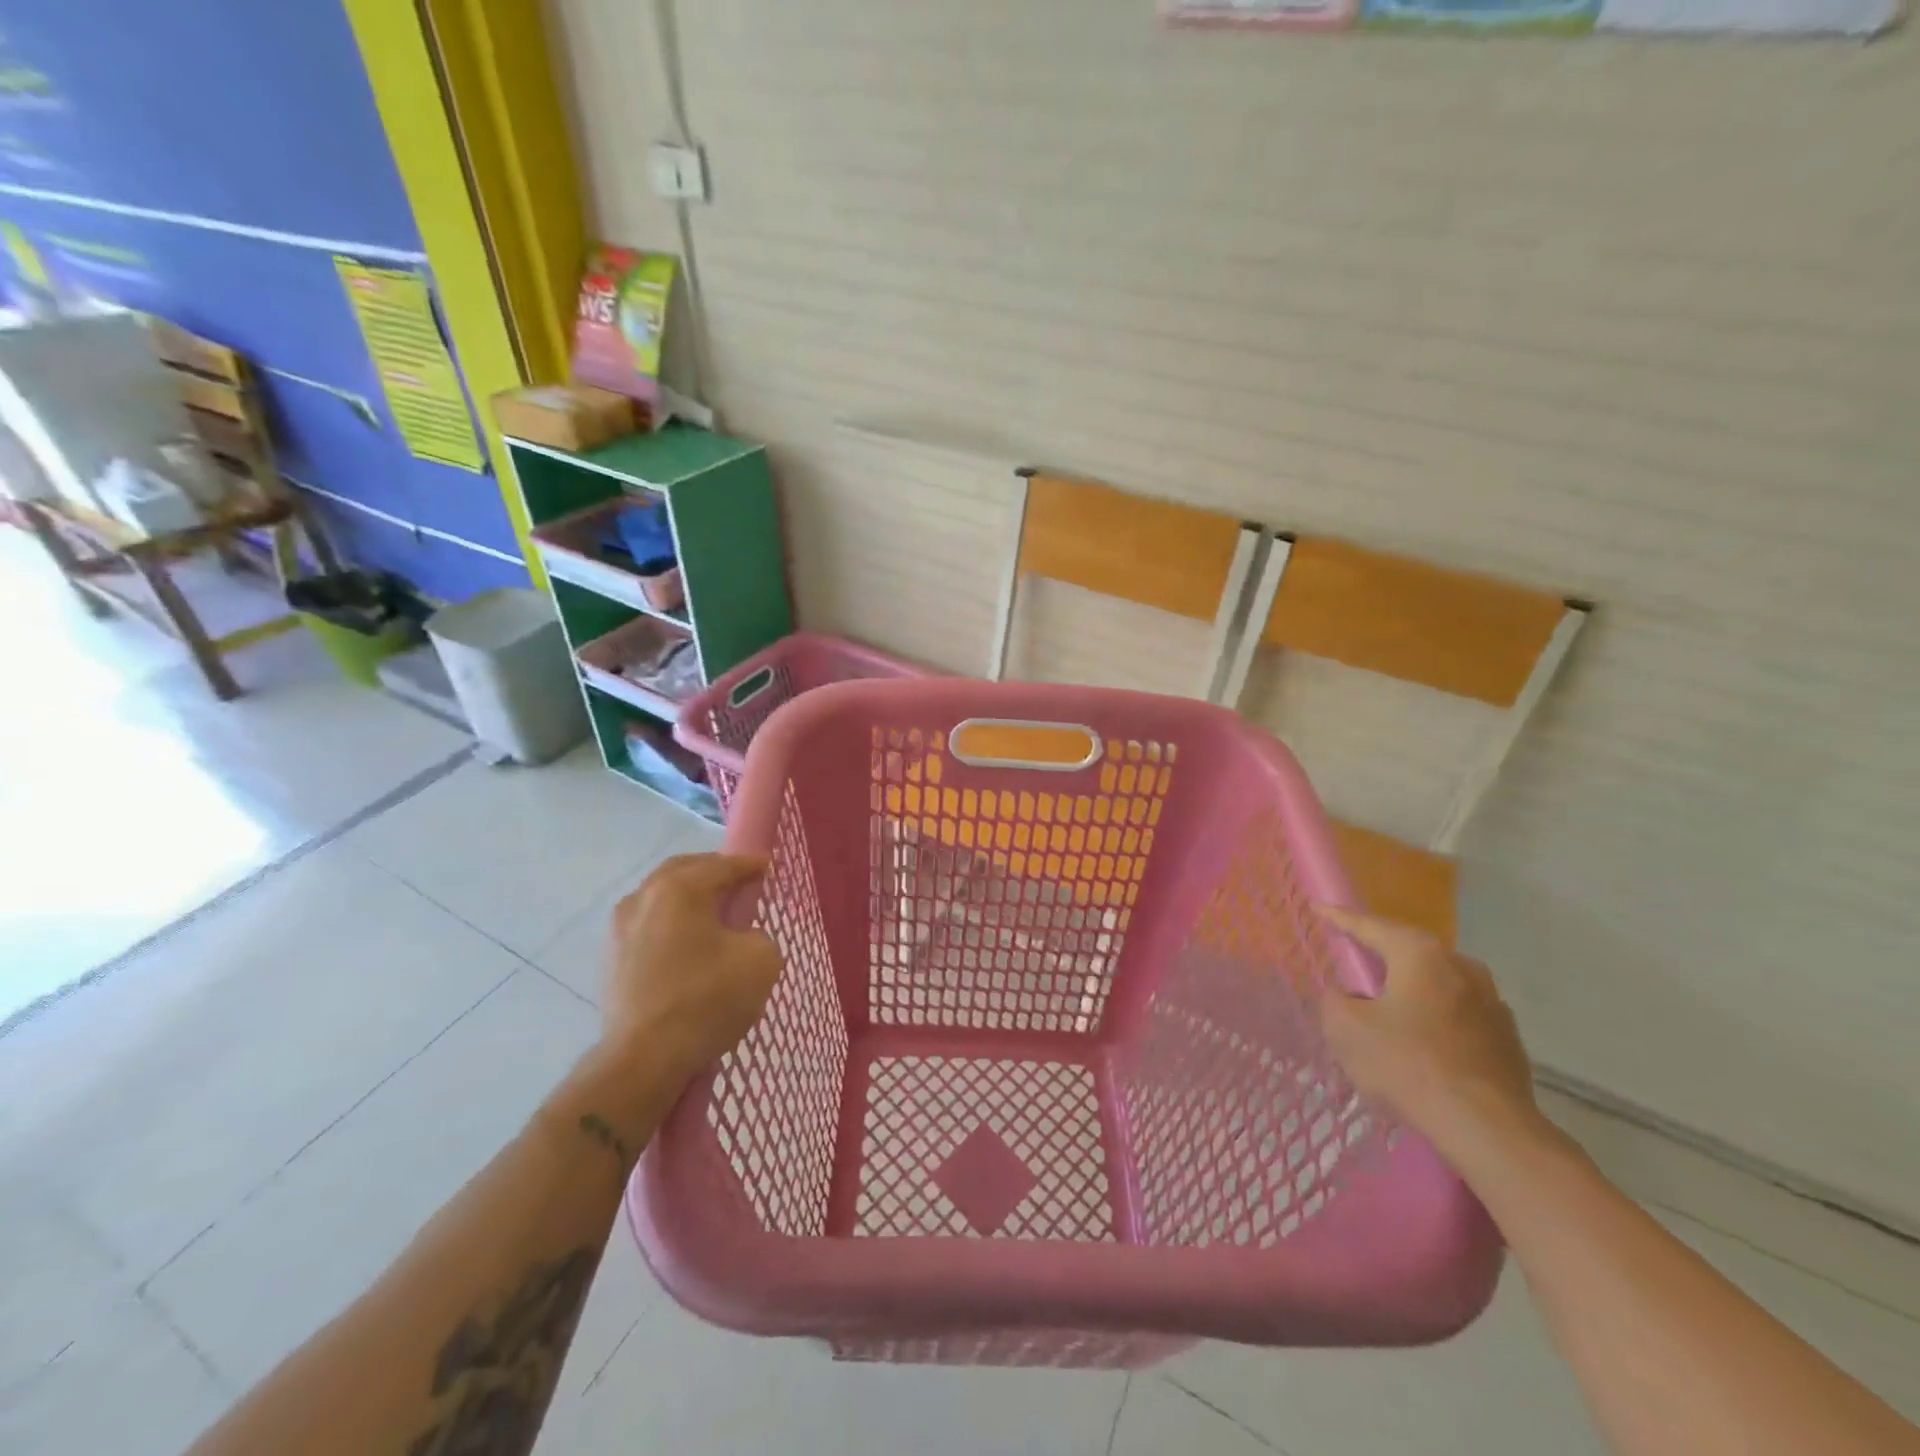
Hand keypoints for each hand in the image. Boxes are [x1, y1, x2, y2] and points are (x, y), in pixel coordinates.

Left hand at [601, 854, 781, 1092]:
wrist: (643, 1059)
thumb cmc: (707, 999)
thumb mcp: (761, 960)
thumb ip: (760, 935)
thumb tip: (741, 940)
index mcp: (680, 888)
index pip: (724, 865)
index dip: (751, 865)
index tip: (769, 868)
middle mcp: (644, 897)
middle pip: (684, 871)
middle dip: (713, 872)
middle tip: (739, 884)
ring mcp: (619, 929)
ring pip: (660, 898)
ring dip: (687, 899)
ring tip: (712, 915)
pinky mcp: (610, 960)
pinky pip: (647, 927)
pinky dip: (670, 925)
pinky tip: (687, 945)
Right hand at [1314, 905, 1543, 1157]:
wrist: (1488, 1129)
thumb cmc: (1407, 1065)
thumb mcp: (1345, 1028)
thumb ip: (1334, 1000)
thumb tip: (1346, 996)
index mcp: (1420, 954)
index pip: (1369, 925)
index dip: (1339, 918)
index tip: (1318, 908)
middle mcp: (1461, 966)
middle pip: (1408, 951)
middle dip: (1380, 954)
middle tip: (1353, 959)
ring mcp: (1491, 1002)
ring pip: (1437, 983)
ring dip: (1411, 989)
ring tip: (1387, 1006)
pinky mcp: (1507, 1038)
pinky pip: (1457, 1015)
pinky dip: (1434, 1019)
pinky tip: (1421, 1043)